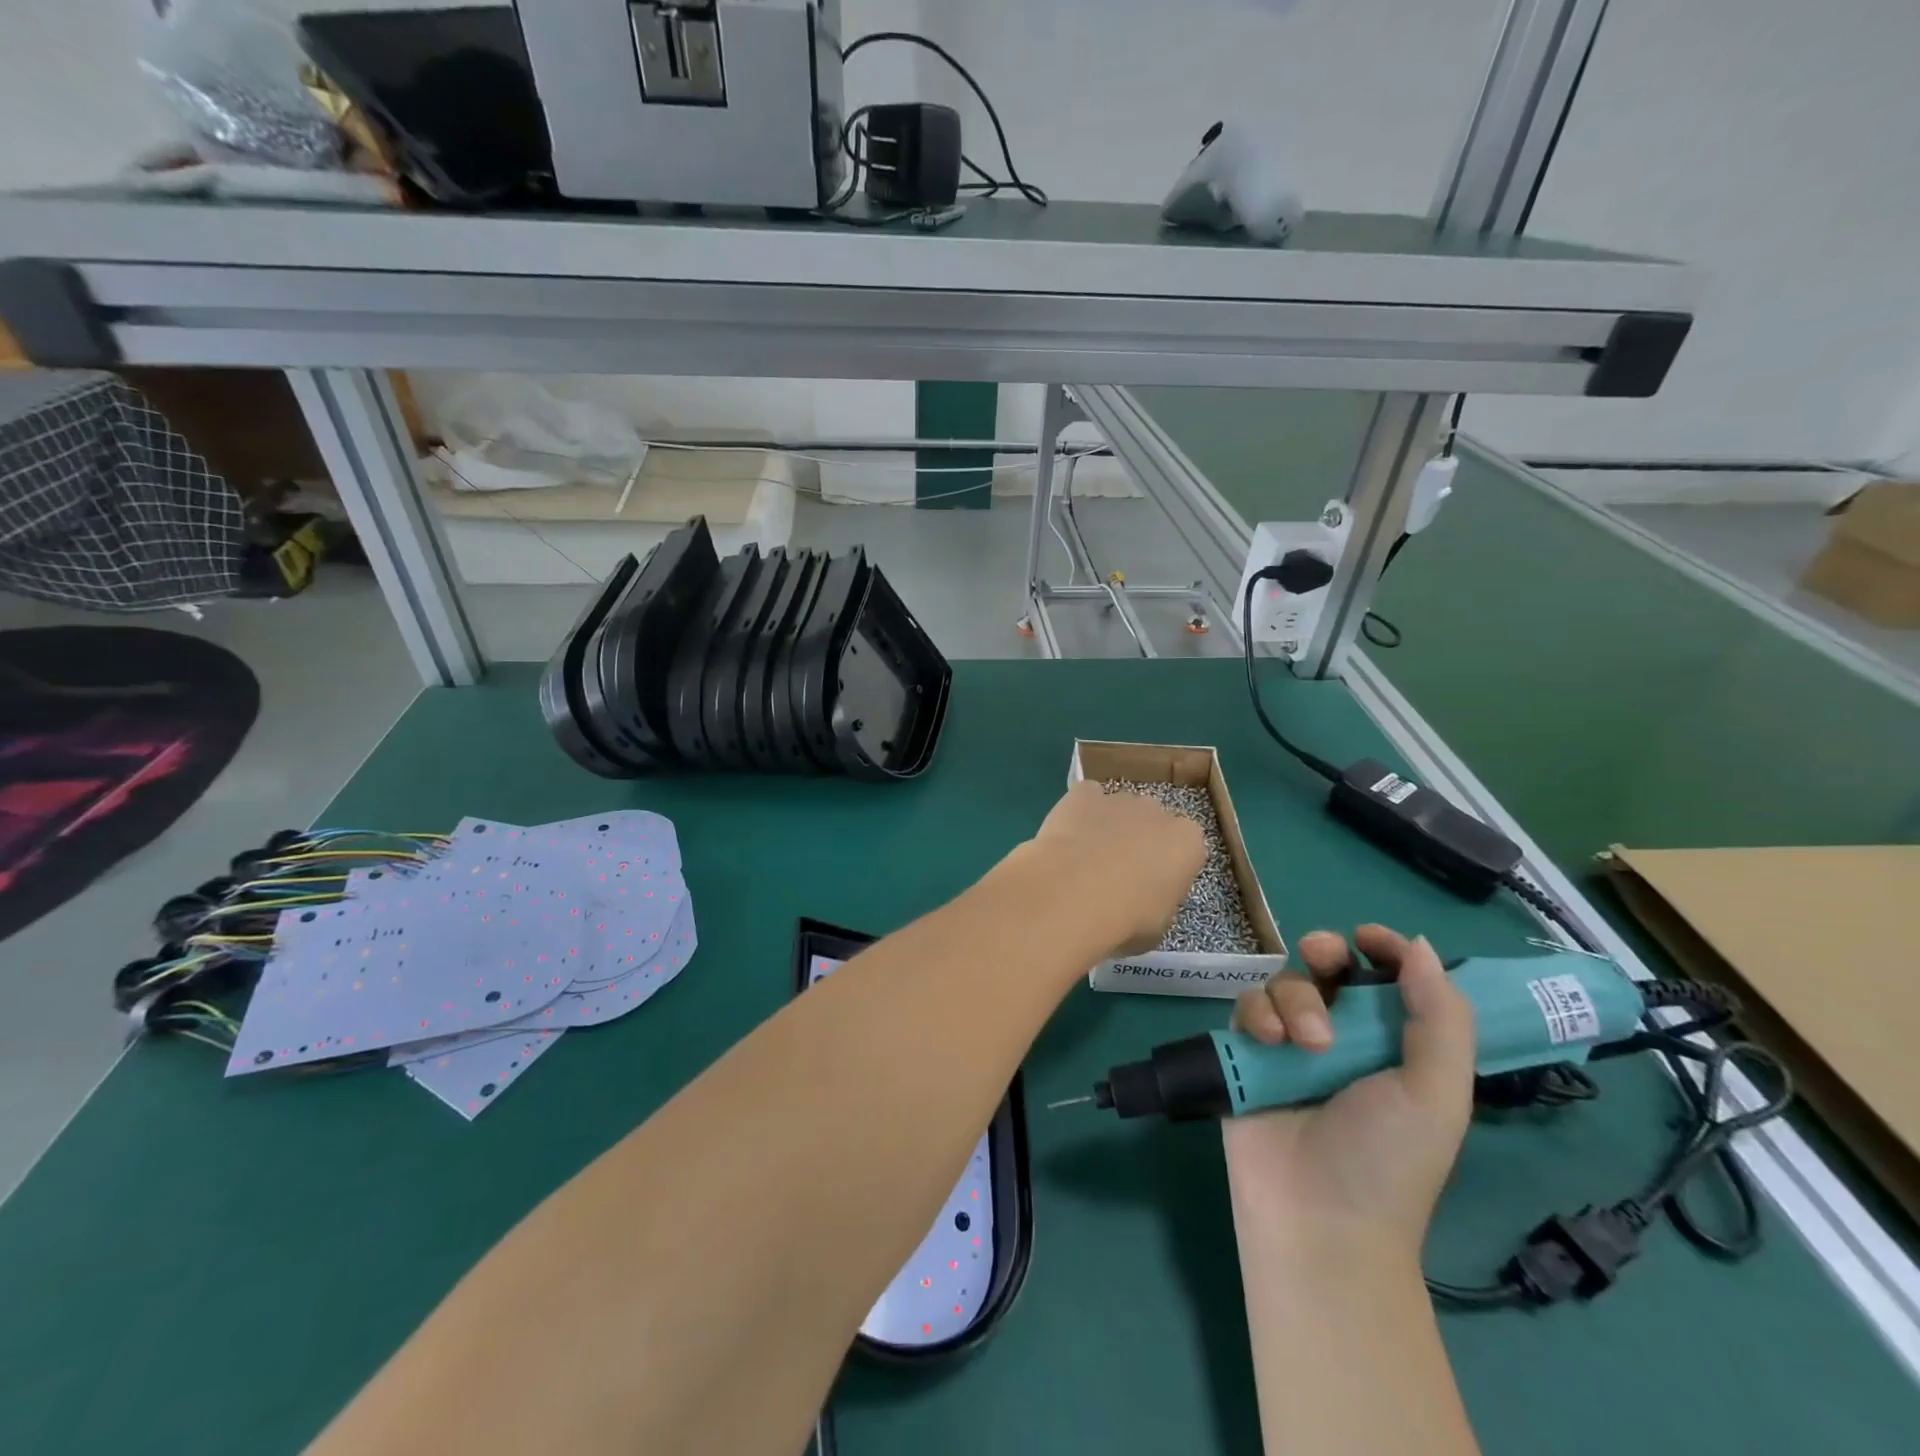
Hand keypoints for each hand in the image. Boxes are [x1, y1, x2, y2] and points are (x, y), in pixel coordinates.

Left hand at [1024, 782, 1204, 957]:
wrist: (1073, 893)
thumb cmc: (1125, 919)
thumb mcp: (1157, 927)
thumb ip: (1158, 903)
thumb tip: (1143, 901)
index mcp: (1188, 843)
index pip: (1185, 849)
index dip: (1166, 868)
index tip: (1150, 888)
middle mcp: (1158, 811)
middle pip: (1153, 822)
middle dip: (1139, 841)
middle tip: (1116, 874)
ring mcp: (1120, 798)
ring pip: (1119, 809)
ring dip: (1108, 827)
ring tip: (1083, 860)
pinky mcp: (1083, 793)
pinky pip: (1086, 798)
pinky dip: (1079, 813)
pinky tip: (1066, 837)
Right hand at [1224, 925, 1474, 1258]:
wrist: (1317, 1217)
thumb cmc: (1388, 1158)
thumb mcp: (1437, 1092)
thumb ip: (1441, 1016)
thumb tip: (1417, 944)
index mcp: (1393, 1044)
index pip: (1388, 978)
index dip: (1382, 949)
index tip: (1368, 938)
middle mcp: (1341, 1036)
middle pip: (1328, 967)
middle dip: (1325, 952)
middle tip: (1325, 959)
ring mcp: (1290, 1044)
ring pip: (1285, 983)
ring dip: (1297, 1000)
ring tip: (1306, 1044)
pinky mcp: (1247, 1053)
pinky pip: (1247, 1006)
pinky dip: (1258, 1014)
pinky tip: (1269, 1043)